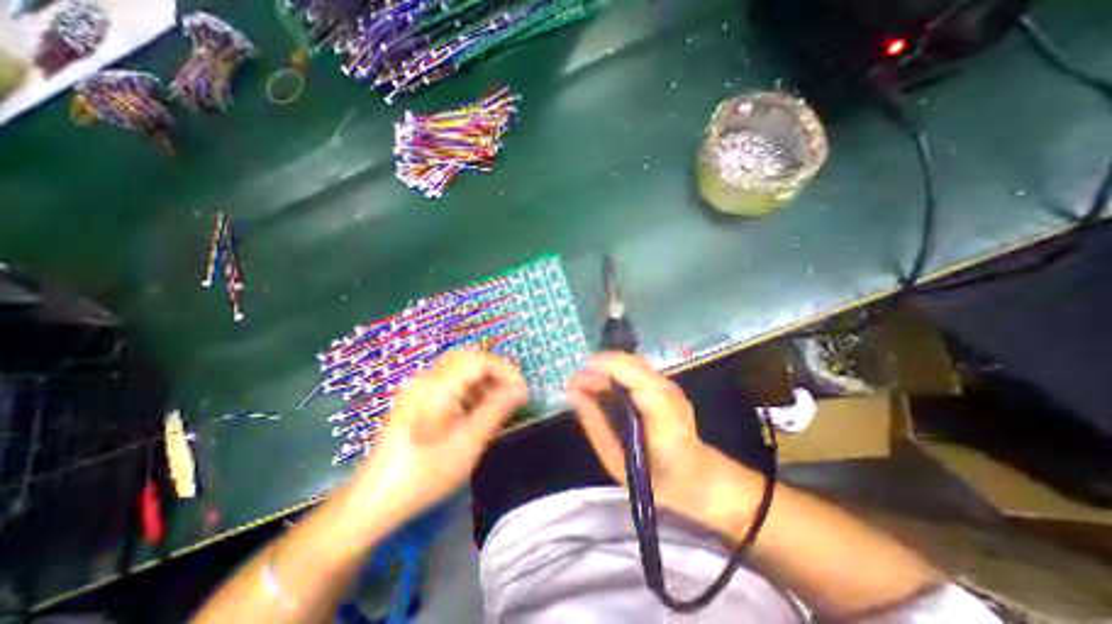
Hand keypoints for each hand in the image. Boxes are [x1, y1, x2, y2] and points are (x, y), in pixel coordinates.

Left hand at [346, 350, 525, 534]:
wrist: (373, 502)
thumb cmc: (425, 474)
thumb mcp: (469, 443)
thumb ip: (497, 409)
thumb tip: (521, 389)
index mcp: (437, 386)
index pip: (479, 359)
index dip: (506, 370)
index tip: (523, 391)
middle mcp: (426, 378)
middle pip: (469, 357)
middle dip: (495, 371)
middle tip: (512, 392)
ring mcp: (418, 386)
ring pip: (459, 367)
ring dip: (482, 378)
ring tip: (498, 402)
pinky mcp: (415, 397)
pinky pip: (448, 379)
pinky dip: (468, 386)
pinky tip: (476, 407)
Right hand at [565, 354, 711, 513]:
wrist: (695, 479)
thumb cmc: (653, 478)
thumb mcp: (615, 457)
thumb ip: (594, 421)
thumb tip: (572, 392)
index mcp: (660, 408)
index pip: (633, 370)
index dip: (603, 365)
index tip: (576, 378)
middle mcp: (667, 389)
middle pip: (630, 362)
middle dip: (599, 368)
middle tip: (574, 385)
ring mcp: (669, 385)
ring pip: (631, 364)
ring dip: (605, 371)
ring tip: (583, 387)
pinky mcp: (665, 386)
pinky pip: (635, 372)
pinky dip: (614, 376)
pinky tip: (602, 390)